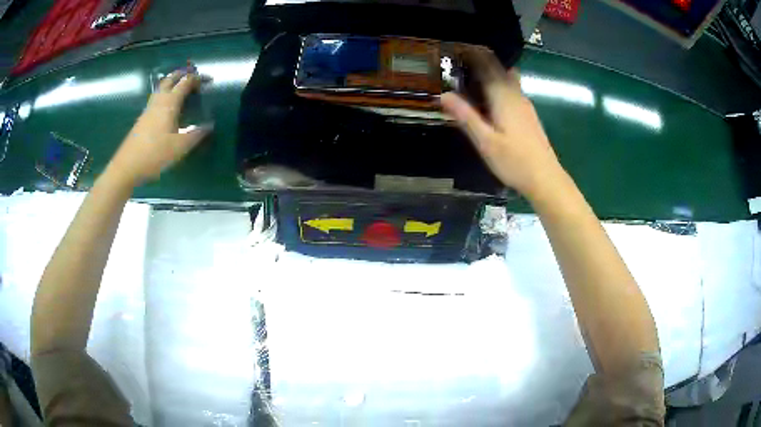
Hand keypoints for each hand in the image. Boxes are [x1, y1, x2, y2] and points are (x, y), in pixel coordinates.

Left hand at [105, 71, 212, 187]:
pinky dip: (166, 94)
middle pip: (170, 79)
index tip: (209, 81)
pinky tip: (168, 107)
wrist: (127, 166)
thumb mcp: (179, 147)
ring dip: (173, 82)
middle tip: (193, 77)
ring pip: (161, 87)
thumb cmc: (154, 154)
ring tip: (182, 88)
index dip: (198, 79)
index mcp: (169, 103)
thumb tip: (209, 126)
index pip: (186, 82)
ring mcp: (148, 109)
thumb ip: (196, 135)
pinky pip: (157, 98)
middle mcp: (158, 101)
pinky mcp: (143, 118)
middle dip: (183, 74)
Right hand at [441, 48, 563, 199]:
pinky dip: (499, 82)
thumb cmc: (514, 161)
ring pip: (507, 77)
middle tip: (460, 58)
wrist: (545, 178)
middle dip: (481, 59)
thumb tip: (443, 94)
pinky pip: (512, 88)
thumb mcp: (485, 141)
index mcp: (503, 96)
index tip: (457, 47)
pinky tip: (489, 94)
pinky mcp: (528, 113)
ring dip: (491, 70)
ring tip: (471, 72)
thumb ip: (465, 116)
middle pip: (499, 68)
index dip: (473, 54)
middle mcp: (516, 94)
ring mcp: (524, 103)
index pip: (487, 65)